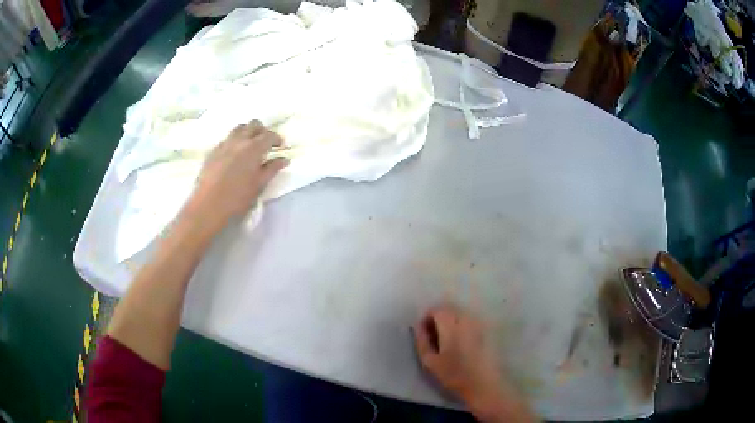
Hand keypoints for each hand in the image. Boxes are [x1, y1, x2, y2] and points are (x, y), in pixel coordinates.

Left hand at [190, 120, 288, 227]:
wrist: (208, 205)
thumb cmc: (237, 198)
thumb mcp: (259, 185)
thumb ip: (272, 169)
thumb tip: (284, 159)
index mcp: (254, 148)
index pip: (269, 135)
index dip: (276, 139)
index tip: (280, 146)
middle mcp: (239, 141)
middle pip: (253, 125)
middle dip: (262, 130)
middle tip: (265, 143)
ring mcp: (224, 144)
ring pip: (238, 129)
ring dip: (247, 132)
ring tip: (249, 145)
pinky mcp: (213, 151)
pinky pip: (226, 139)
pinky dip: (234, 141)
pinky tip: (234, 154)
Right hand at [414, 305, 535, 421]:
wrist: (483, 383)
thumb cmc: (454, 374)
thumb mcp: (429, 361)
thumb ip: (422, 340)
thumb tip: (419, 326)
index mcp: (451, 324)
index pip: (436, 309)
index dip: (427, 318)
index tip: (423, 332)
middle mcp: (466, 318)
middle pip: (449, 309)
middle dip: (438, 318)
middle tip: (433, 336)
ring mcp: (478, 323)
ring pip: (460, 314)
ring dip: (450, 322)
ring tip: (446, 340)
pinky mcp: (486, 330)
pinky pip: (469, 320)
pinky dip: (461, 326)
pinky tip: (460, 343)